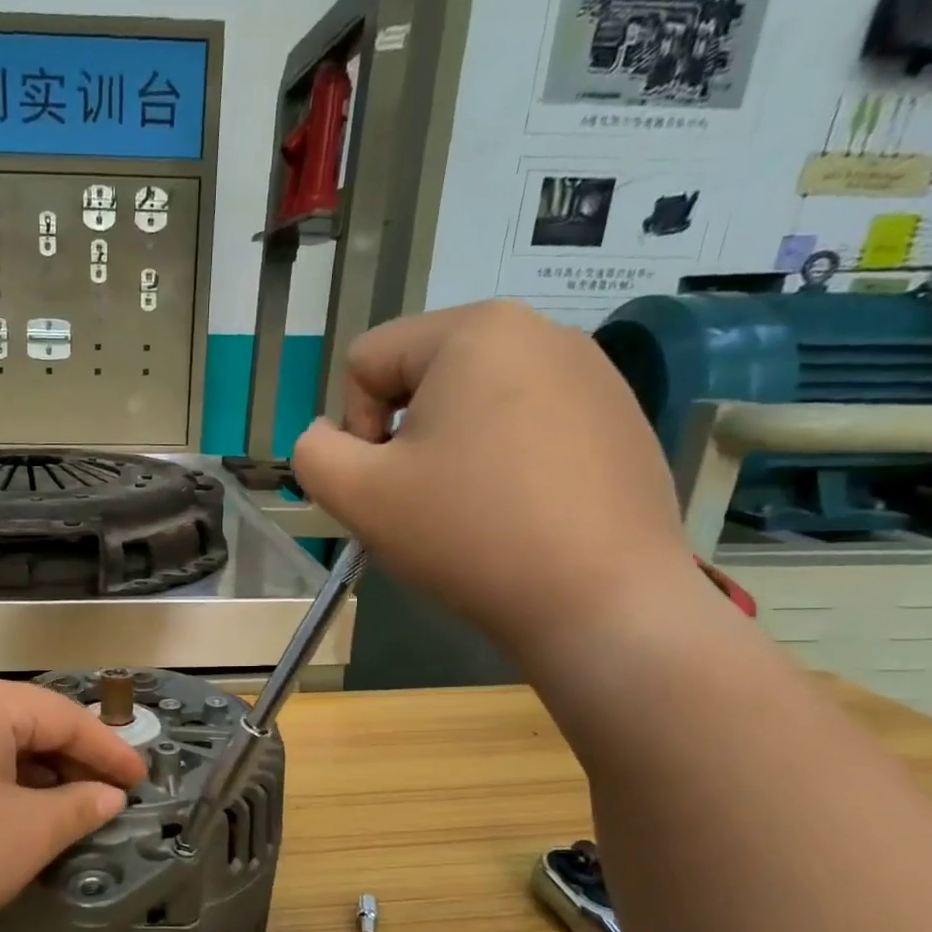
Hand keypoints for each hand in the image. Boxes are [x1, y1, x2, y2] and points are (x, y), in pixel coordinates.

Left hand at [0, 674, 146, 931]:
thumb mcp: (27, 834)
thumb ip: (80, 806)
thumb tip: (110, 795)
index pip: (63, 715)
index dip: (109, 749)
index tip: (142, 779)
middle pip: (26, 723)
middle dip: (70, 761)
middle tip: (107, 795)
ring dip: (34, 775)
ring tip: (64, 810)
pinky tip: (8, 816)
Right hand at [293, 300, 711, 657]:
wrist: (601, 602)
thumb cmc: (469, 535)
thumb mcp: (357, 496)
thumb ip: (312, 453)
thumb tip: (328, 437)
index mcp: (475, 330)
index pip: (368, 360)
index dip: (354, 427)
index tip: (387, 483)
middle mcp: (540, 330)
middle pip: (422, 376)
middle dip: (405, 436)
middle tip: (424, 501)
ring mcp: (592, 372)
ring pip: (474, 402)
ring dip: (452, 449)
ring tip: (473, 510)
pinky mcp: (618, 417)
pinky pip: (527, 423)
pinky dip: (504, 461)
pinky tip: (520, 513)